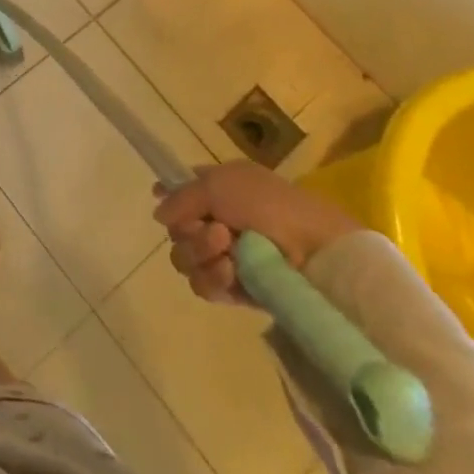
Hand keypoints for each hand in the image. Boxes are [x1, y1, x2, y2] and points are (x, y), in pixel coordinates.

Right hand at [152, 161, 360, 304]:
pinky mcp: (235, 289)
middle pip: (176, 231)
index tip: (166, 206)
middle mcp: (217, 221)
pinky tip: (229, 271)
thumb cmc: (268, 204)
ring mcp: (225, 256)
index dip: (170, 200)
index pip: (181, 193)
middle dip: (188, 231)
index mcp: (217, 190)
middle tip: (214, 229)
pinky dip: (211, 278)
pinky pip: (203, 286)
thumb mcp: (218, 184)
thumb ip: (181, 197)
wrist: (315, 250)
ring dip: (200, 252)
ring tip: (226, 249)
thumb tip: (158, 215)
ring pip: (185, 259)